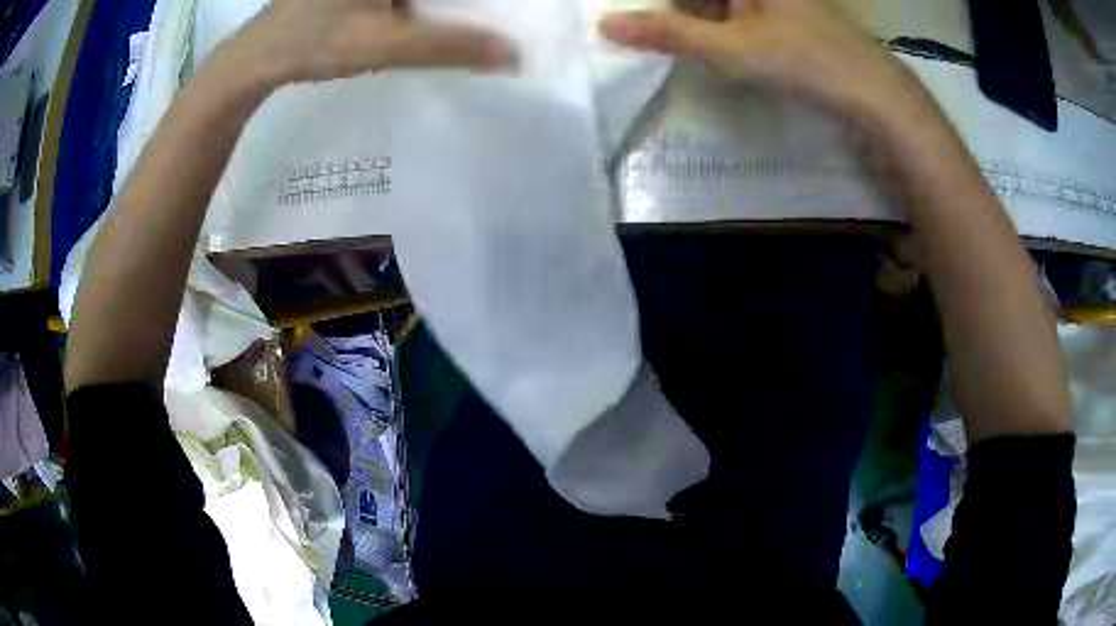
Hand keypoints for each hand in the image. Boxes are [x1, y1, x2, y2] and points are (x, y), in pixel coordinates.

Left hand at [222, 0, 517, 87]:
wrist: (254, 58)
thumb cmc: (312, 43)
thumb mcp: (384, 44)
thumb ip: (449, 46)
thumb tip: (512, 55)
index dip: (481, 4)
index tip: (507, 14)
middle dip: (465, 7)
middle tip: (490, 20)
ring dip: (443, 9)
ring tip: (467, 23)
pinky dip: (419, 8)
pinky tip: (423, 20)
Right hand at [601, 0, 916, 122]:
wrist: (875, 95)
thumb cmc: (805, 60)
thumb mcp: (730, 47)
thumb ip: (667, 33)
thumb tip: (605, 25)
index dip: (658, 7)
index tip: (629, 19)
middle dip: (672, 11)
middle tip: (641, 30)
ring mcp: (776, 1)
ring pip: (719, 4)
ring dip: (693, 21)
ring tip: (667, 40)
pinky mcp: (786, 18)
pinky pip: (739, 15)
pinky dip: (719, 29)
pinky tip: (712, 48)